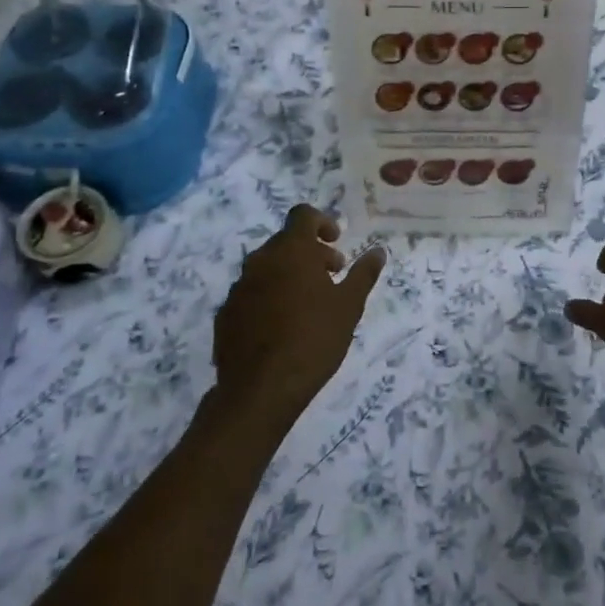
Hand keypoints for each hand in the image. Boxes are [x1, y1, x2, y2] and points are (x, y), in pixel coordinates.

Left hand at [213, 205, 385, 426]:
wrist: (261, 390)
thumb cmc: (313, 340)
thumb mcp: (349, 306)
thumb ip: (364, 273)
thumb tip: (378, 250)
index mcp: (291, 251)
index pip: (302, 215)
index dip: (321, 222)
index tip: (336, 242)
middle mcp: (260, 260)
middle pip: (285, 242)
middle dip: (310, 252)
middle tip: (331, 276)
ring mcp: (238, 287)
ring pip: (267, 267)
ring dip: (288, 274)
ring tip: (308, 304)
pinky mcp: (226, 314)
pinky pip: (251, 293)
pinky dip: (268, 297)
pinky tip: (282, 326)